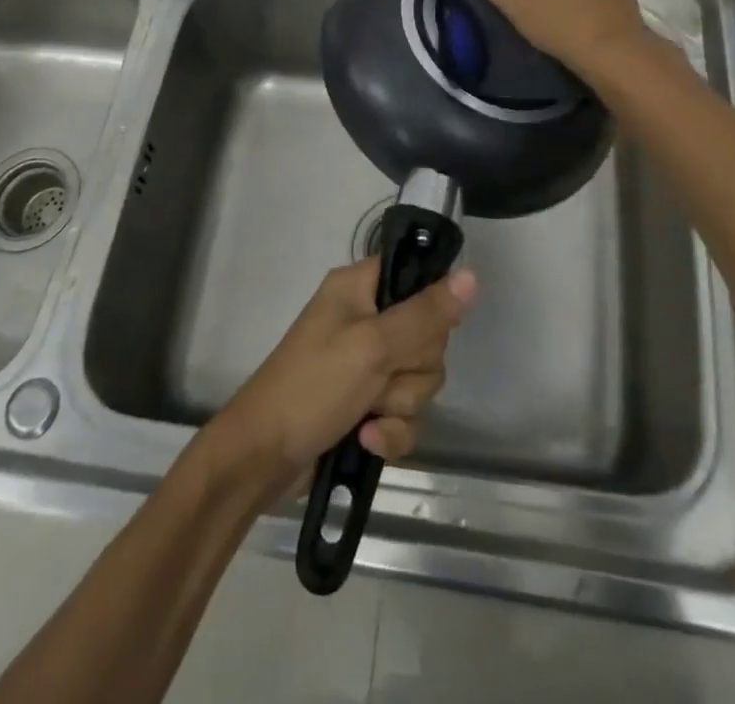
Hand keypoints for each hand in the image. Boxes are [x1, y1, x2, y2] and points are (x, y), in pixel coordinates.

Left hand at [208, 258, 477, 495]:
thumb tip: (471, 275)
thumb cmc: (313, 386)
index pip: (415, 274)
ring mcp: (366, 364)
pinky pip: (405, 413)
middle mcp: (366, 318)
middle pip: (428, 336)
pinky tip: (366, 442)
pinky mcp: (366, 405)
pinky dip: (391, 432)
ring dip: (400, 406)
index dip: (428, 304)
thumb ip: (426, 315)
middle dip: (412, 369)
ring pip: (420, 379)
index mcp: (359, 287)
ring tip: (366, 416)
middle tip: (380, 377)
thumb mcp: (372, 346)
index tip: (423, 329)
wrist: (263, 459)